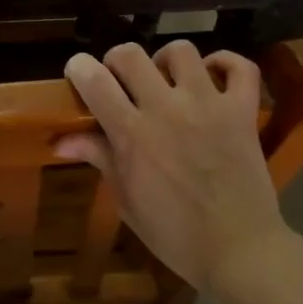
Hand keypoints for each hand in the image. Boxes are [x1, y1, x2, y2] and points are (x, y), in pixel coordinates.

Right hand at [56, 41, 287, 293]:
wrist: (240, 252)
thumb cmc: (175, 234)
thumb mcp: (127, 200)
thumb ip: (98, 157)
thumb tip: (60, 140)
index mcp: (132, 133)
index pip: (94, 79)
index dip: (79, 68)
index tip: (78, 74)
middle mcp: (167, 109)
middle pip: (131, 54)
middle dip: (117, 60)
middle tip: (121, 81)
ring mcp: (208, 105)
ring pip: (181, 51)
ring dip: (167, 60)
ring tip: (167, 80)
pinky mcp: (242, 111)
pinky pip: (240, 67)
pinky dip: (226, 63)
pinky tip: (213, 76)